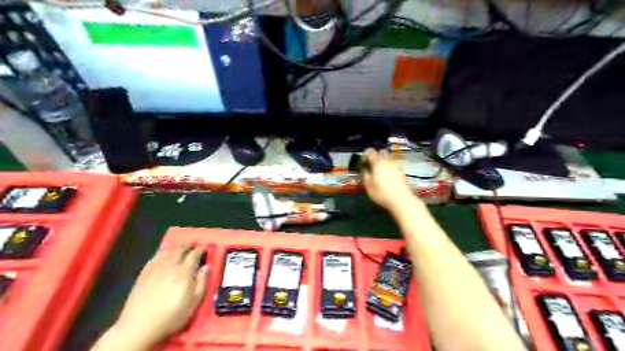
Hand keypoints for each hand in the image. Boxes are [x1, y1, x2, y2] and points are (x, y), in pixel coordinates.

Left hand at [108, 244, 207, 347]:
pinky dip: (160, 253)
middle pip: (179, 250)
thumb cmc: (172, 315)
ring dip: (174, 246)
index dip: (201, 249)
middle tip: (193, 242)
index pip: (194, 255)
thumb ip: (202, 282)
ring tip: (179, 245)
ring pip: (166, 252)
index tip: (205, 246)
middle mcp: (170, 266)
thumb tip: (206, 267)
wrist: (140, 327)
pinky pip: (153, 259)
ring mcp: (155, 270)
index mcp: (184, 272)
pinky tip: (161, 253)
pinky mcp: (143, 275)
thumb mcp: (194, 301)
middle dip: (187, 244)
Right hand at [362, 146, 419, 210]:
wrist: (402, 200)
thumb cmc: (382, 193)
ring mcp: (397, 165)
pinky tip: (389, 179)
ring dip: (385, 163)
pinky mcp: (403, 172)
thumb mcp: (368, 186)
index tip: (364, 163)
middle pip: (382, 152)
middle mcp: (388, 160)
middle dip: (377, 157)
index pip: (370, 151)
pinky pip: (395, 166)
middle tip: (373, 167)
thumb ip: (365, 174)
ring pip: (389, 159)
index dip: (366, 155)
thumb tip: (364, 168)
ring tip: (381, 174)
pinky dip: (391, 169)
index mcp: (377, 162)